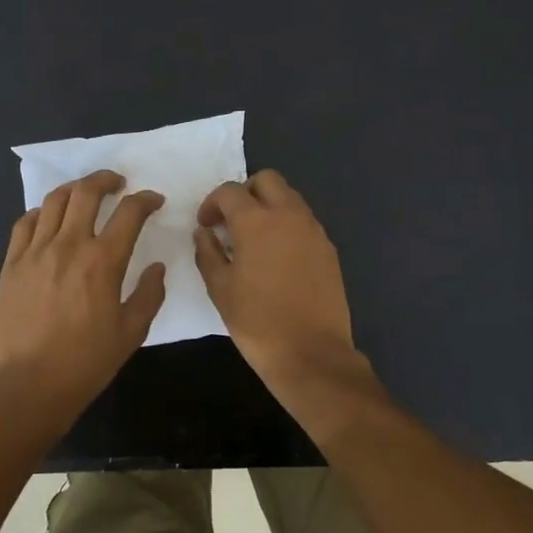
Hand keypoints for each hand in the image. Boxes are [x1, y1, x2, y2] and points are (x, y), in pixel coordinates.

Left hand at [0, 170, 166, 417]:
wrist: (29, 385)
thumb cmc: (86, 362)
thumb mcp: (132, 333)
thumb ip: (150, 294)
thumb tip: (157, 267)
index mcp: (103, 262)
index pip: (129, 213)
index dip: (146, 200)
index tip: (154, 201)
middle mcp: (68, 246)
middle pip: (86, 192)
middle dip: (106, 180)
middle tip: (118, 183)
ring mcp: (35, 252)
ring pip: (54, 201)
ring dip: (75, 189)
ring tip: (85, 193)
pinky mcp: (11, 264)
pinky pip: (26, 222)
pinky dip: (42, 212)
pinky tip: (50, 219)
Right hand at [194, 170, 361, 388]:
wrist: (311, 352)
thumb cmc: (257, 322)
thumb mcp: (220, 289)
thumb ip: (207, 253)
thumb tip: (205, 232)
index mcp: (257, 221)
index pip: (230, 192)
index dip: (212, 203)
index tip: (206, 225)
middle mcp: (289, 215)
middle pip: (267, 180)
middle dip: (245, 193)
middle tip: (232, 221)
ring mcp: (313, 230)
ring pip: (290, 197)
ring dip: (269, 206)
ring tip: (254, 239)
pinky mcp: (328, 248)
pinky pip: (304, 221)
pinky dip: (287, 225)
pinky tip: (277, 256)